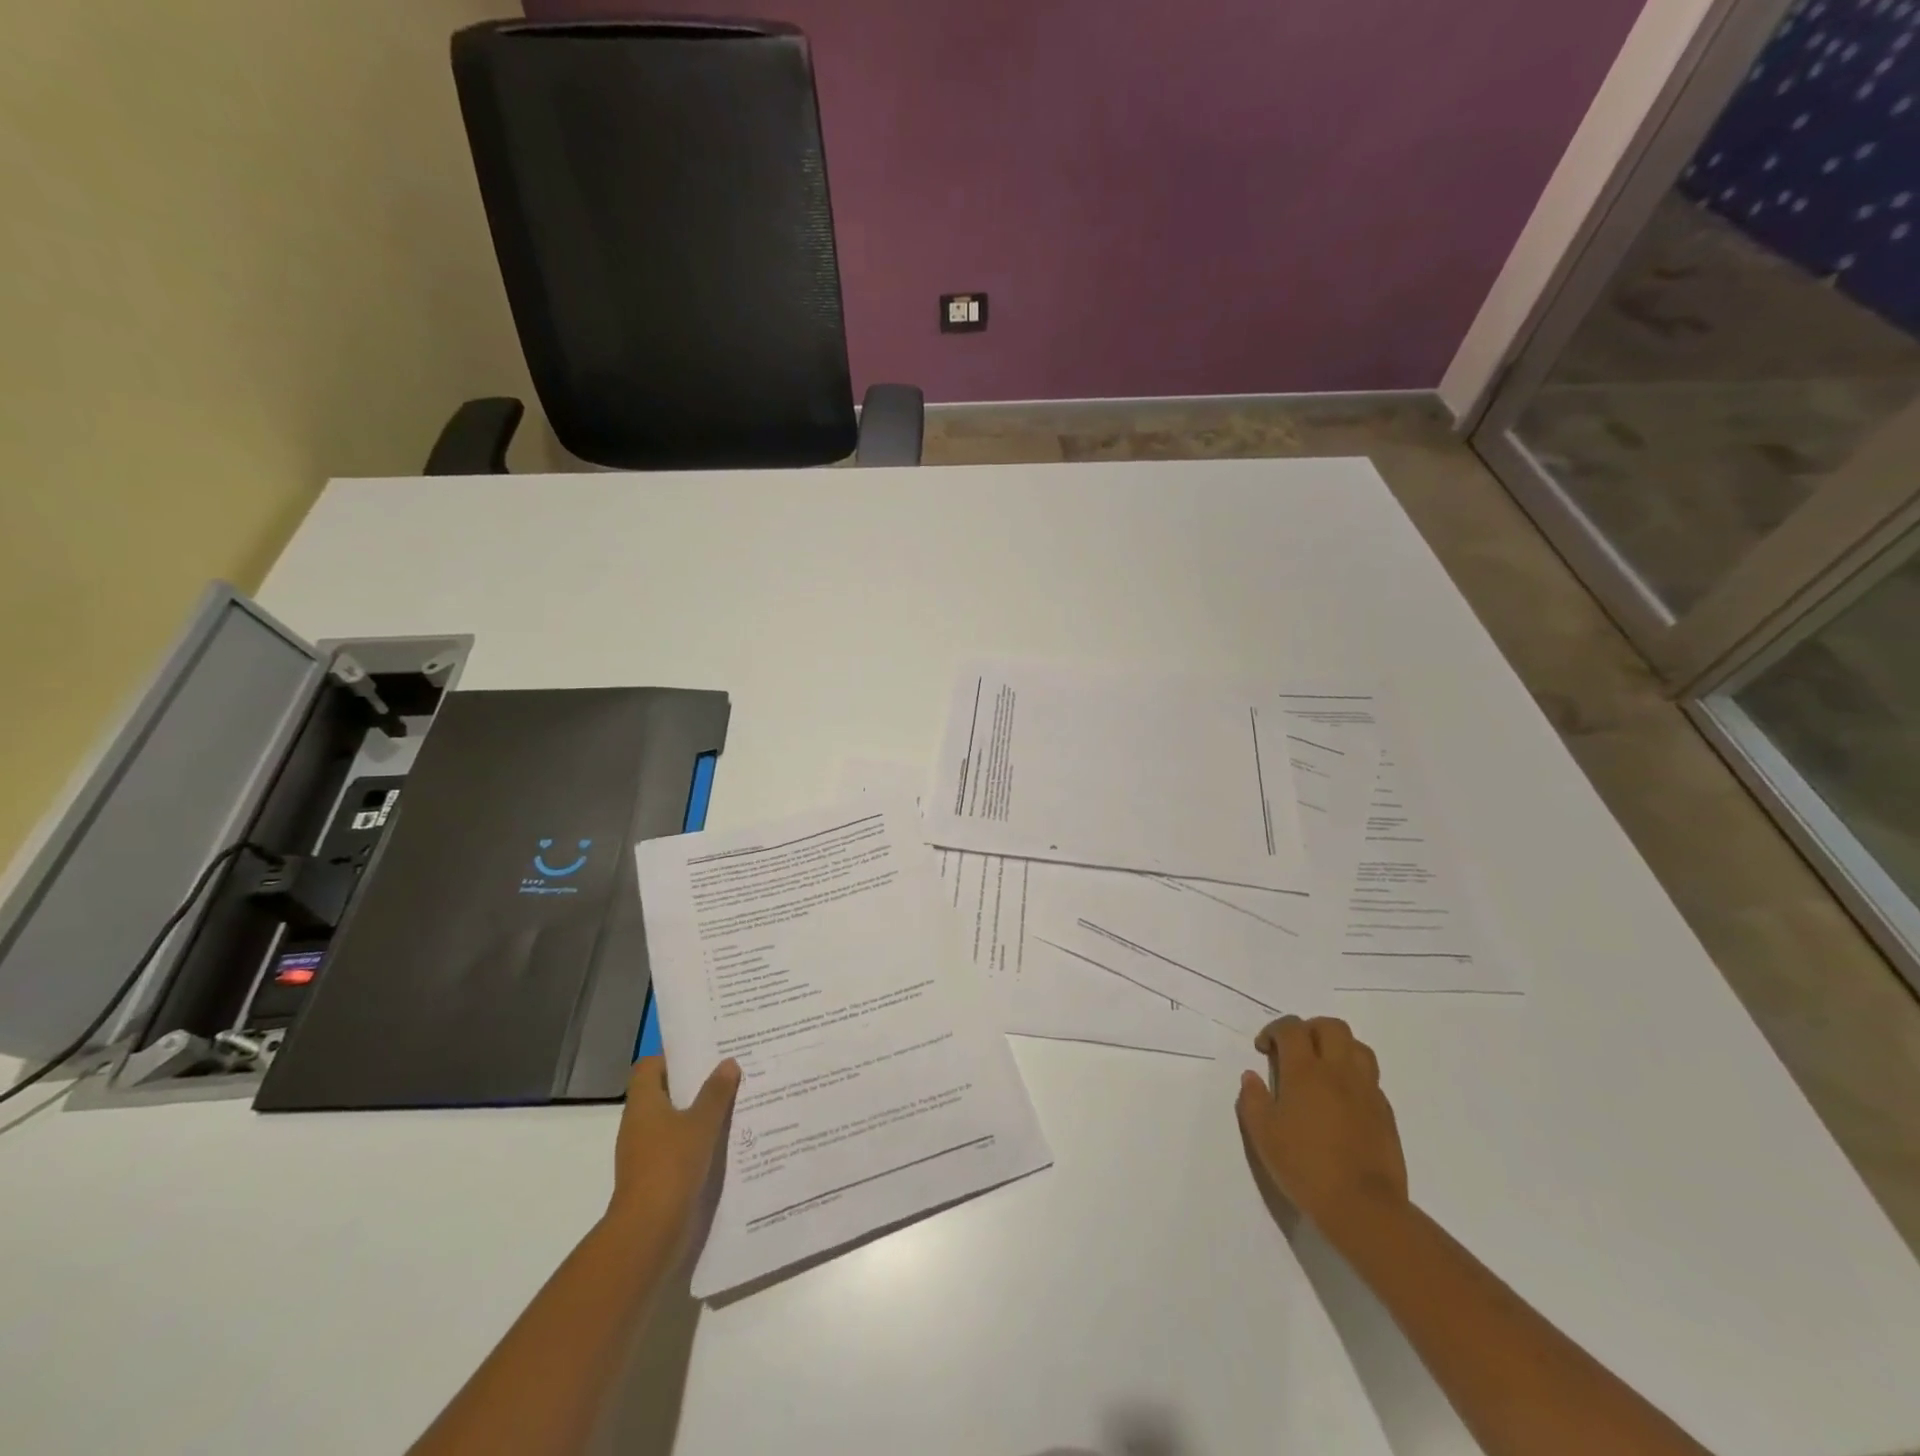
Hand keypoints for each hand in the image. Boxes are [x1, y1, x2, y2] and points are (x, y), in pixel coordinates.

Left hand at [607, 1055, 740, 1243]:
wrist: (649, 1231)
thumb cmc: (671, 1165)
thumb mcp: (701, 1123)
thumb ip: (716, 1092)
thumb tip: (728, 1062)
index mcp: (643, 1103)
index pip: (649, 1066)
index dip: (673, 1057)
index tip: (703, 1054)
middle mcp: (639, 1123)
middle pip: (664, 1092)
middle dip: (694, 1083)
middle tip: (728, 1072)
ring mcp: (645, 1152)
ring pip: (674, 1120)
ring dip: (699, 1112)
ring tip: (734, 1102)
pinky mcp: (655, 1175)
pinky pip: (678, 1146)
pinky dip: (697, 1139)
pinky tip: (725, 1139)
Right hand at [1236, 1016, 1407, 1230]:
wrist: (1363, 1207)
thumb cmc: (1305, 1167)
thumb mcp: (1263, 1135)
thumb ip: (1253, 1099)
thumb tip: (1251, 1076)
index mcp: (1305, 1071)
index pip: (1291, 1028)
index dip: (1274, 1030)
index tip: (1263, 1048)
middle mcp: (1338, 1071)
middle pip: (1331, 1026)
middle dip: (1310, 1029)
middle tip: (1295, 1049)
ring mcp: (1366, 1091)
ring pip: (1358, 1047)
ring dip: (1338, 1047)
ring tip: (1323, 1067)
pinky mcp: (1385, 1113)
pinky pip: (1371, 1078)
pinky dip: (1354, 1076)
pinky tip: (1343, 1099)